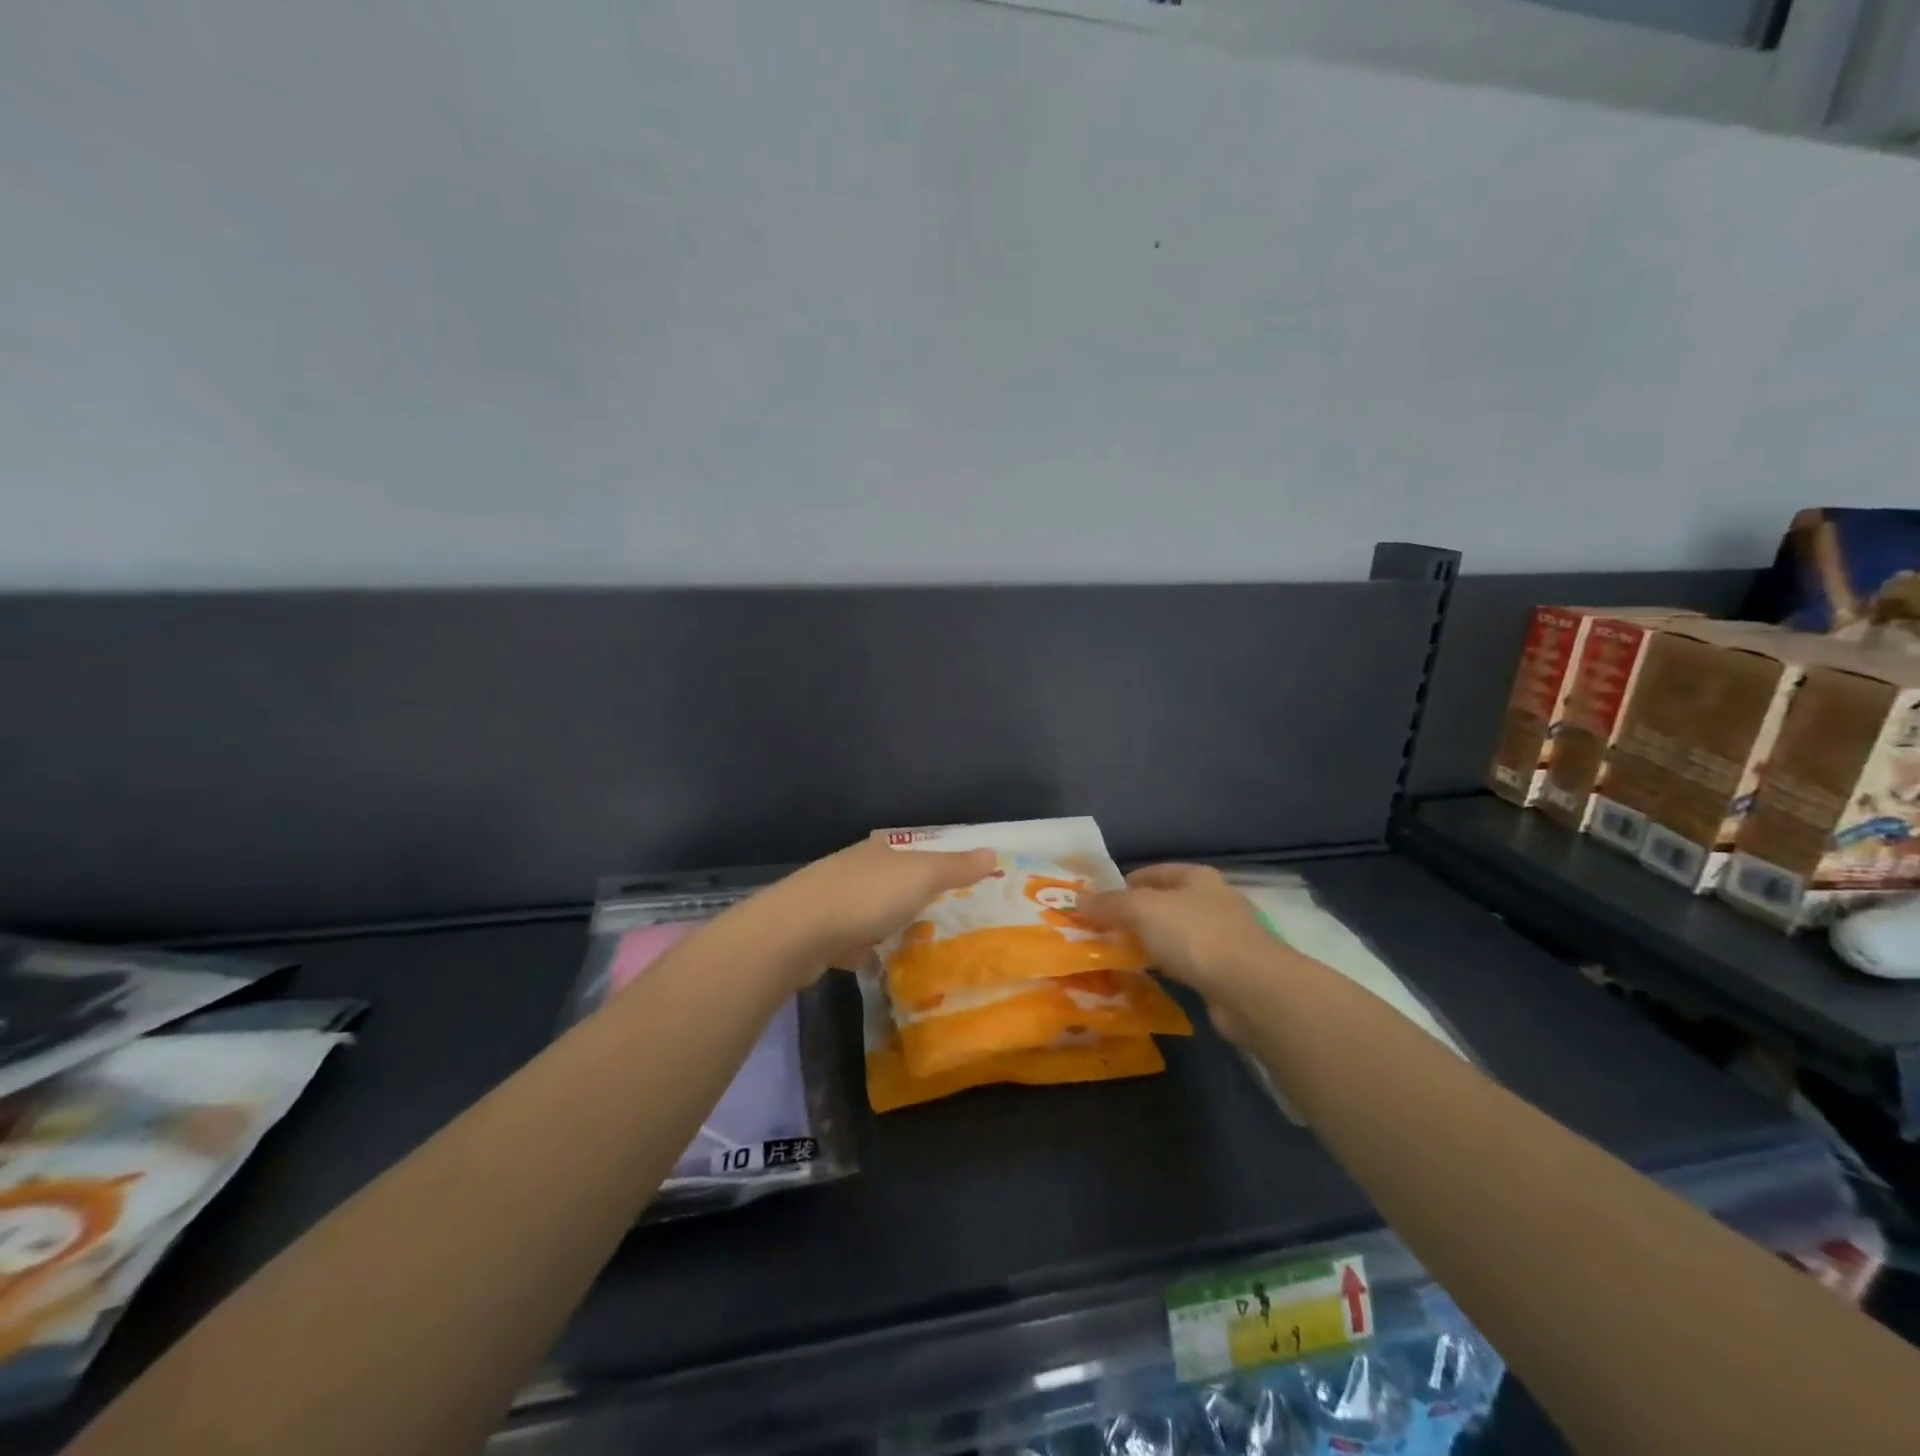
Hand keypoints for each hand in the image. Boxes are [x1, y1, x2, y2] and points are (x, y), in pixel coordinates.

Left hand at [770, 837, 997, 974]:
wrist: (796, 932)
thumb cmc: (866, 897)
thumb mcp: (921, 877)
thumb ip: (955, 867)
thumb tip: (992, 851)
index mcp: (878, 851)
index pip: (911, 852)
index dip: (933, 865)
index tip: (952, 885)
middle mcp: (852, 868)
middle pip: (887, 880)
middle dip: (907, 896)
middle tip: (936, 917)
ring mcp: (829, 900)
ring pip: (866, 909)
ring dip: (882, 922)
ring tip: (906, 942)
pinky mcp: (814, 933)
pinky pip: (846, 938)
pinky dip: (858, 948)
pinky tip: (870, 962)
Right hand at [1078, 865, 1280, 1043]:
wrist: (1251, 989)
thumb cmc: (1194, 935)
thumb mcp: (1141, 910)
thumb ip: (1109, 904)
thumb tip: (1078, 900)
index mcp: (1197, 877)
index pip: (1154, 872)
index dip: (1124, 884)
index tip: (1097, 903)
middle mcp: (1213, 901)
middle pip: (1165, 904)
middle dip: (1134, 917)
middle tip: (1102, 933)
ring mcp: (1224, 938)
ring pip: (1175, 935)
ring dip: (1150, 944)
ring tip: (1118, 957)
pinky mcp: (1228, 972)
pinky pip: (1187, 964)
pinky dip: (1167, 968)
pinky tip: (1149, 979)